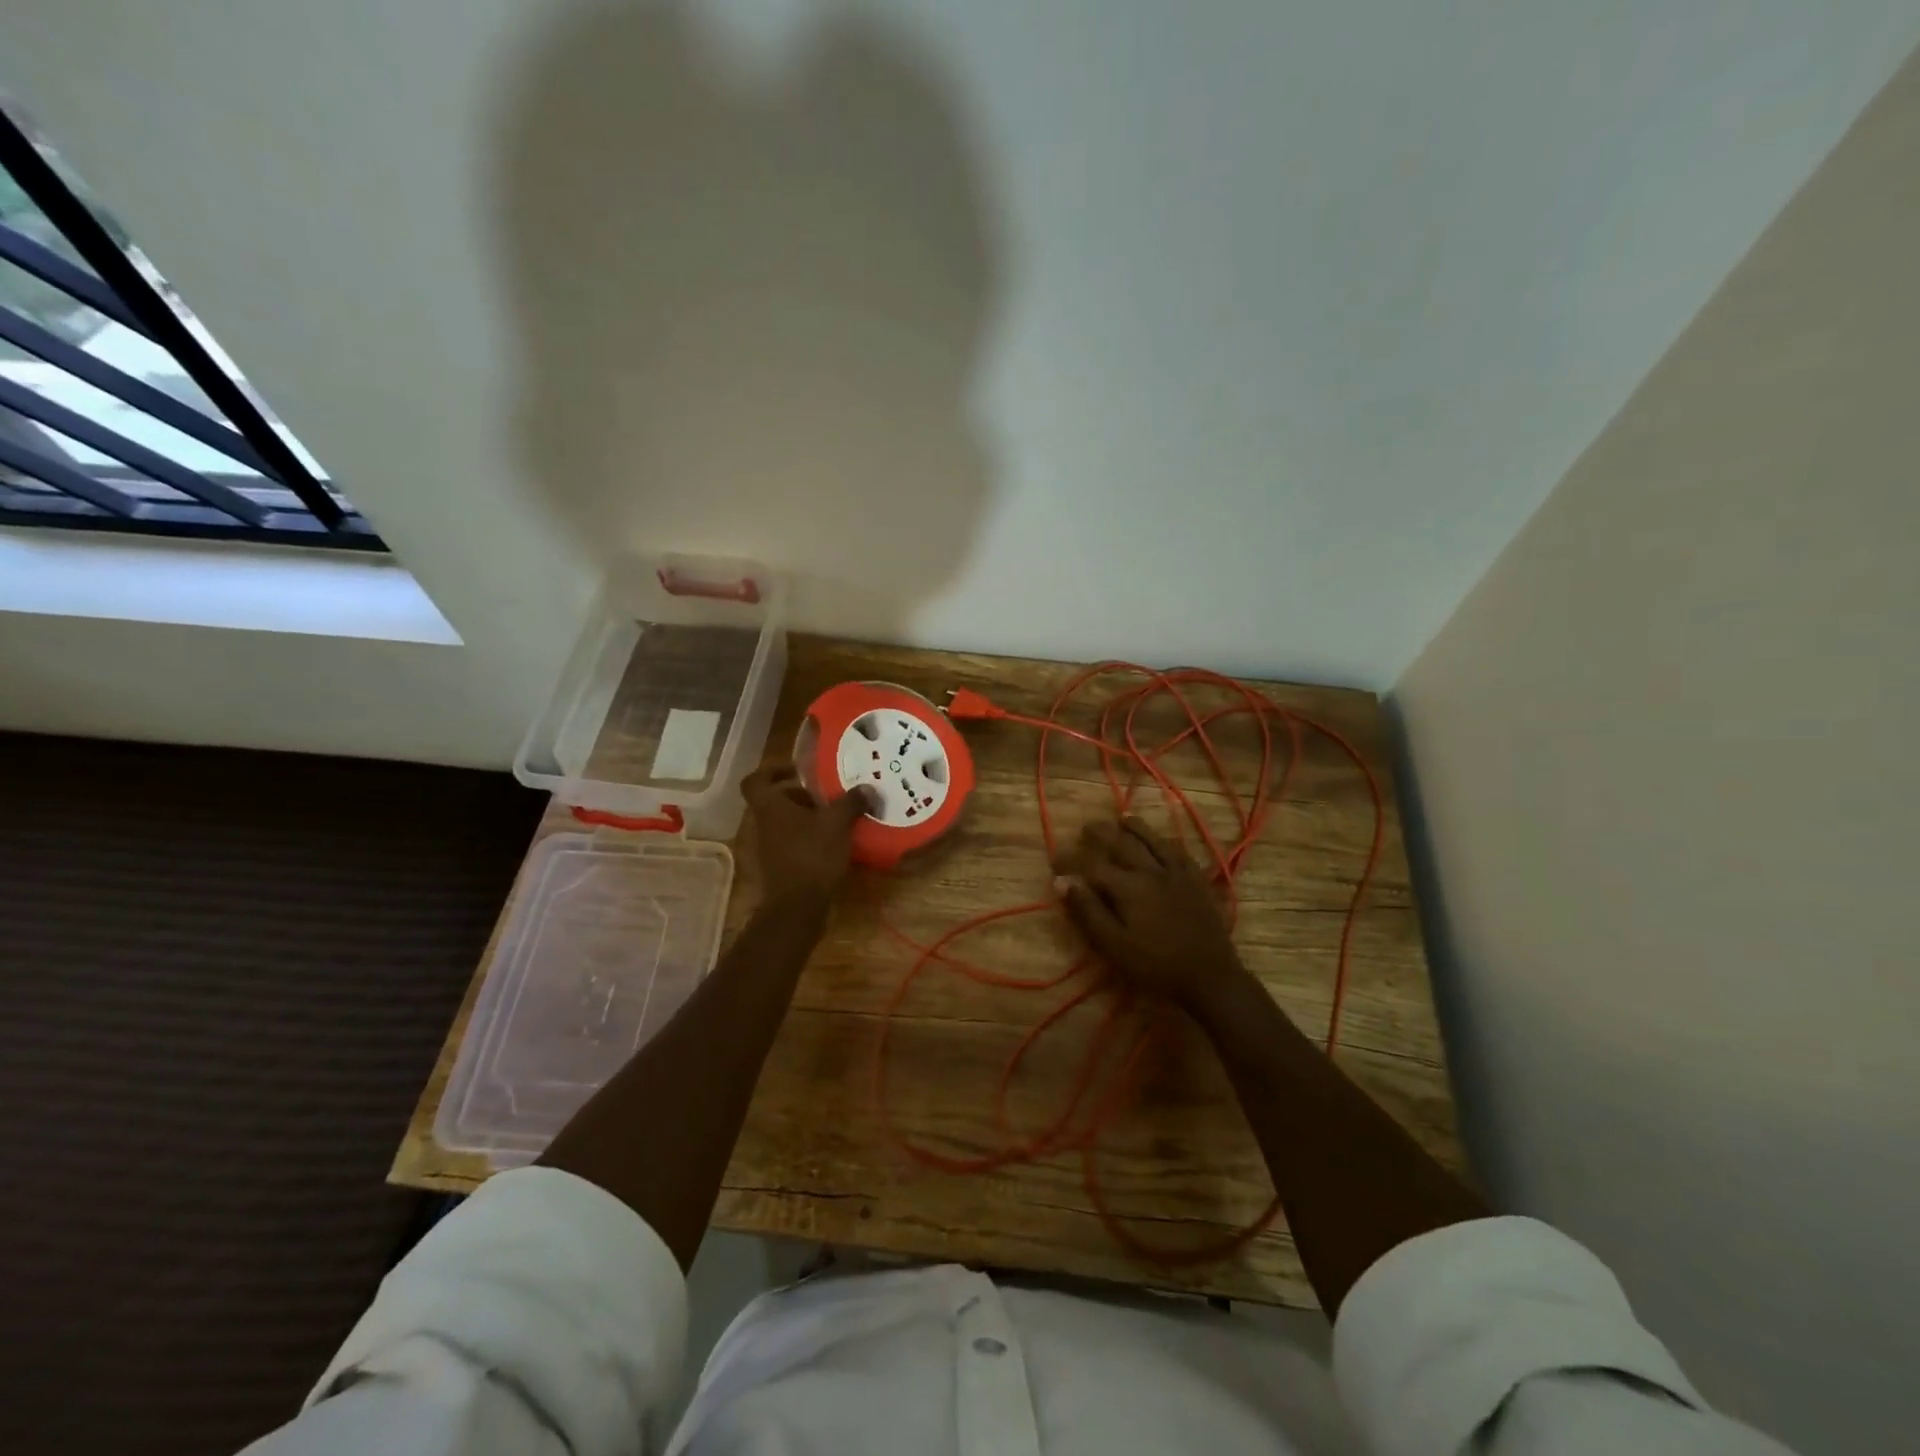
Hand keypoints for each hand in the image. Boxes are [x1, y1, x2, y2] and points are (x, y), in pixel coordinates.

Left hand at [742, 765, 875, 907]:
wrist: (797, 908)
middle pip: (775, 801)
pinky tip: (834, 843)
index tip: (796, 770)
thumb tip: (866, 788)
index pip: (756, 780)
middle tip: (826, 796)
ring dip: (807, 817)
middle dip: (800, 795)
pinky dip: (809, 838)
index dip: (772, 770)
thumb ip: (851, 802)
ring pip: (785, 822)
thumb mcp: (837, 824)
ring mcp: (770, 848)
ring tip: (836, 818)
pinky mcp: (780, 866)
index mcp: (771, 807)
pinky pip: (793, 842)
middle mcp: (764, 825)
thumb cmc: (812, 856)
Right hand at [1053, 817, 1247, 1007]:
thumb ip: (1088, 911)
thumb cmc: (1155, 965)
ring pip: (1153, 841)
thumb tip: (1061, 882)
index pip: (1093, 866)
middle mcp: (1151, 871)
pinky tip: (1162, 840)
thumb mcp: (1113, 945)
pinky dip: (1166, 842)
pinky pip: (1180, 852)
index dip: (1072, 861)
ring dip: (1136, 828)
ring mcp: (1178, 874)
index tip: (1055, 859)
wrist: (1210, 976)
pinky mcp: (1198, 881)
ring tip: (1123, 818)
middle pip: (1123, 844)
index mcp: (1128, 887)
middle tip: (1087, 827)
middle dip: (1102, 834)